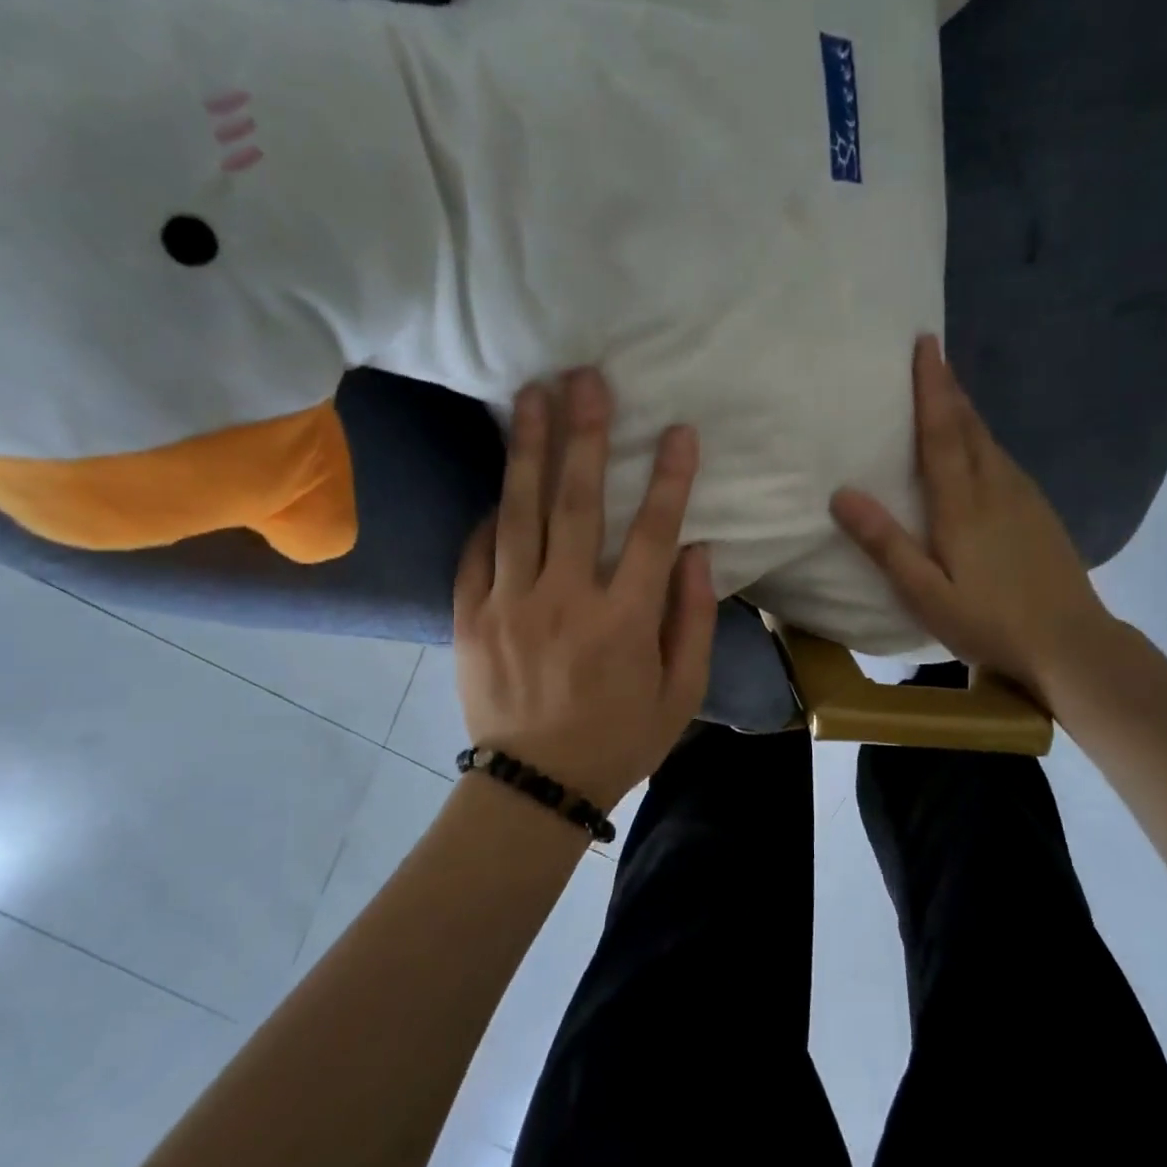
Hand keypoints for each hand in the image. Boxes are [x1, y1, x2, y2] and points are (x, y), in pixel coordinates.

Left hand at [454, 369, 716, 807]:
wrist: (533, 787)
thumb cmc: (619, 739)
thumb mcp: (681, 694)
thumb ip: (692, 620)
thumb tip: (697, 551)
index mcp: (624, 621)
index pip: (652, 532)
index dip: (669, 478)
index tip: (678, 430)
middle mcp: (564, 600)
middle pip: (576, 503)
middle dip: (584, 435)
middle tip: (585, 379)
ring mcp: (509, 605)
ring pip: (519, 512)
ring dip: (528, 449)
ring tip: (532, 396)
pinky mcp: (469, 617)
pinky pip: (477, 551)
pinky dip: (490, 514)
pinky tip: (500, 481)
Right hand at [830, 336, 1116, 702]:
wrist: (1072, 645)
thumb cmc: (990, 622)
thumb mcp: (926, 593)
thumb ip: (885, 544)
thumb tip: (841, 493)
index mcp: (963, 503)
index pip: (942, 431)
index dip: (932, 386)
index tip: (925, 344)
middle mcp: (996, 487)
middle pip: (969, 425)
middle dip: (949, 387)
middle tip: (932, 354)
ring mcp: (1024, 497)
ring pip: (989, 440)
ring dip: (966, 410)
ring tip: (947, 391)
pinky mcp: (1039, 511)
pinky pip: (1003, 459)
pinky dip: (983, 438)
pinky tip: (978, 447)